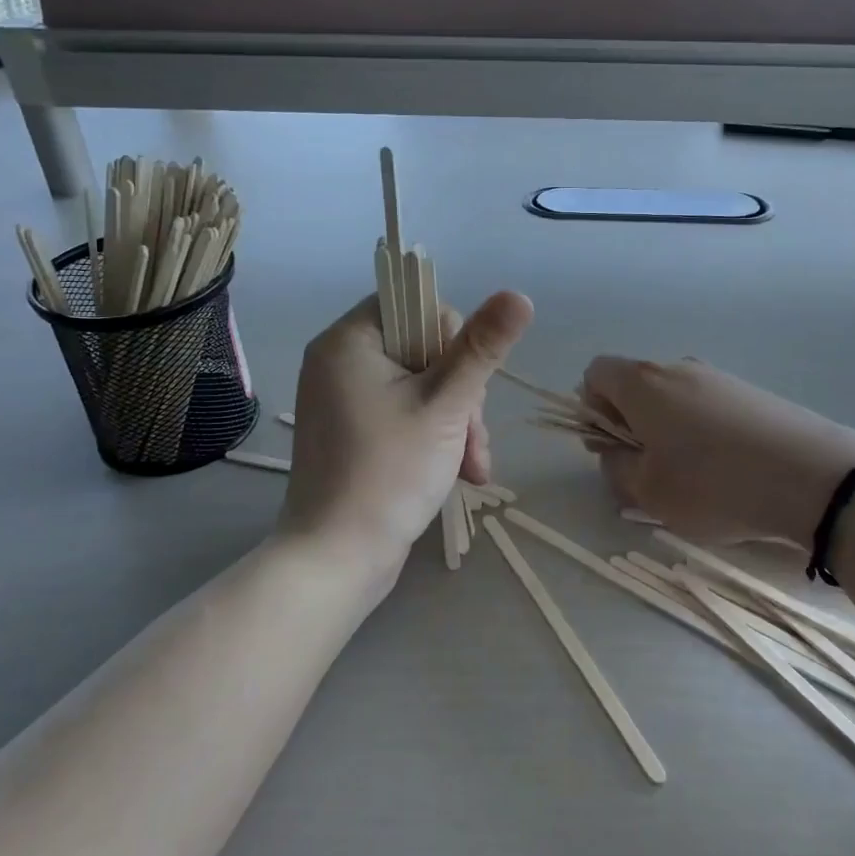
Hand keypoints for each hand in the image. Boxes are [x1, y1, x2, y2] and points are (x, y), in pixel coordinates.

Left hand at [278, 290, 533, 585]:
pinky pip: (406, 414)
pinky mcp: (354, 433)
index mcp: (349, 340)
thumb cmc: (388, 474)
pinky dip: (436, 437)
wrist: (335, 561)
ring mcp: (344, 400)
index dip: (452, 339)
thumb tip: (518, 295)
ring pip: (423, 386)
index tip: (466, 384)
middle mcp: (340, 362)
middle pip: (425, 350)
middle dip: (463, 395)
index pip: (414, 305)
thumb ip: (482, 347)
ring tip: (473, 467)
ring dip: (458, 422)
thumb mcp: (446, 405)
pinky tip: (461, 473)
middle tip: (473, 439)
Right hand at [581, 357, 854, 546]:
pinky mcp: (752, 393)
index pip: (595, 373)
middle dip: (630, 425)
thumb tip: (614, 451)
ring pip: (673, 399)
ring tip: (692, 478)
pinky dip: (702, 432)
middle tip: (648, 471)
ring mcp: (719, 377)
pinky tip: (727, 470)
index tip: (611, 447)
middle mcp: (678, 368)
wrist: (816, 477)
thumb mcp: (649, 492)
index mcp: (643, 383)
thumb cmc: (715, 485)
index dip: (591, 410)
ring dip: (667, 432)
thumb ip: (616, 468)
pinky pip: (707, 407)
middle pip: (635, 386)